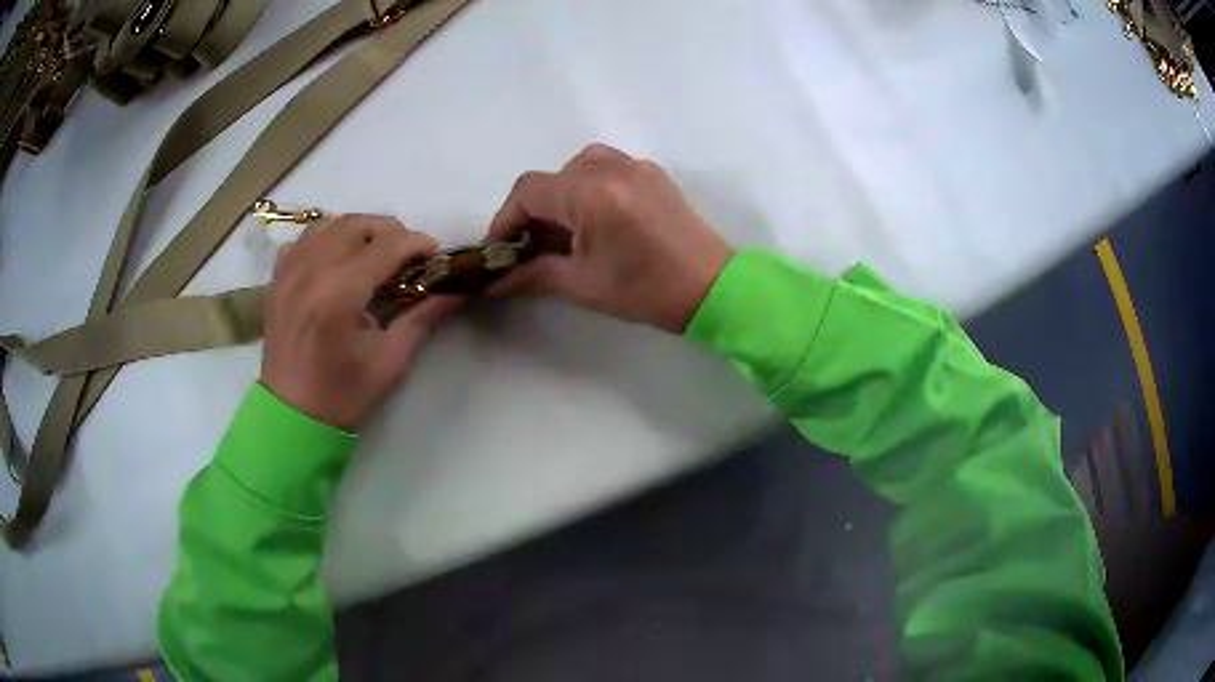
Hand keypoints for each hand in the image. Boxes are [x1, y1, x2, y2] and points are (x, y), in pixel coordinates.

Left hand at [262, 215, 460, 431]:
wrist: (291, 417)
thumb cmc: (343, 395)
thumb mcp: (390, 362)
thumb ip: (422, 318)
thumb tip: (455, 290)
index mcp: (339, 295)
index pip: (386, 245)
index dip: (416, 243)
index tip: (434, 254)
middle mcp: (311, 272)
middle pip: (356, 224)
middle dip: (388, 231)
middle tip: (405, 254)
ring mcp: (289, 273)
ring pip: (328, 224)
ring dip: (357, 231)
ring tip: (373, 253)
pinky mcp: (277, 280)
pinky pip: (303, 240)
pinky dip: (325, 240)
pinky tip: (336, 262)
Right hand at [487, 144, 731, 332]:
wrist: (713, 288)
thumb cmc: (646, 291)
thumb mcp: (582, 285)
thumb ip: (532, 275)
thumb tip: (493, 282)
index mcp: (592, 194)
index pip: (529, 190)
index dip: (507, 218)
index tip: (501, 247)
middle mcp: (612, 168)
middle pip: (552, 177)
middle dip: (534, 210)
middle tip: (533, 245)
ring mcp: (636, 166)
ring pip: (578, 166)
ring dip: (561, 193)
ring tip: (566, 229)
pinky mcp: (653, 173)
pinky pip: (607, 166)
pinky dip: (589, 186)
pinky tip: (596, 217)